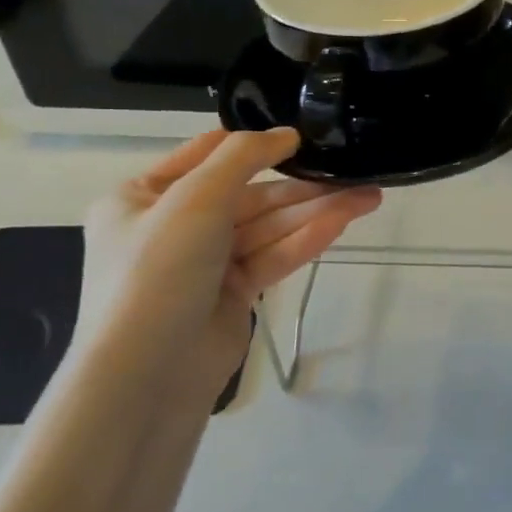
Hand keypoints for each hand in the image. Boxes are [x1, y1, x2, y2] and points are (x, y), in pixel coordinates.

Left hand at [77, 129, 380, 405]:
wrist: (147, 378)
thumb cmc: (158, 272)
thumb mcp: (194, 199)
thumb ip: (243, 157)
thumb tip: (286, 134)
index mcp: (143, 196)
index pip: (207, 155)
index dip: (255, 144)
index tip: (303, 136)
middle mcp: (173, 225)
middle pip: (249, 194)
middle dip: (301, 186)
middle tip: (355, 174)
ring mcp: (205, 262)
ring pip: (267, 227)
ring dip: (315, 212)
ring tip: (368, 198)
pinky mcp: (232, 294)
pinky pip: (272, 256)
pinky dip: (305, 240)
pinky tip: (342, 224)